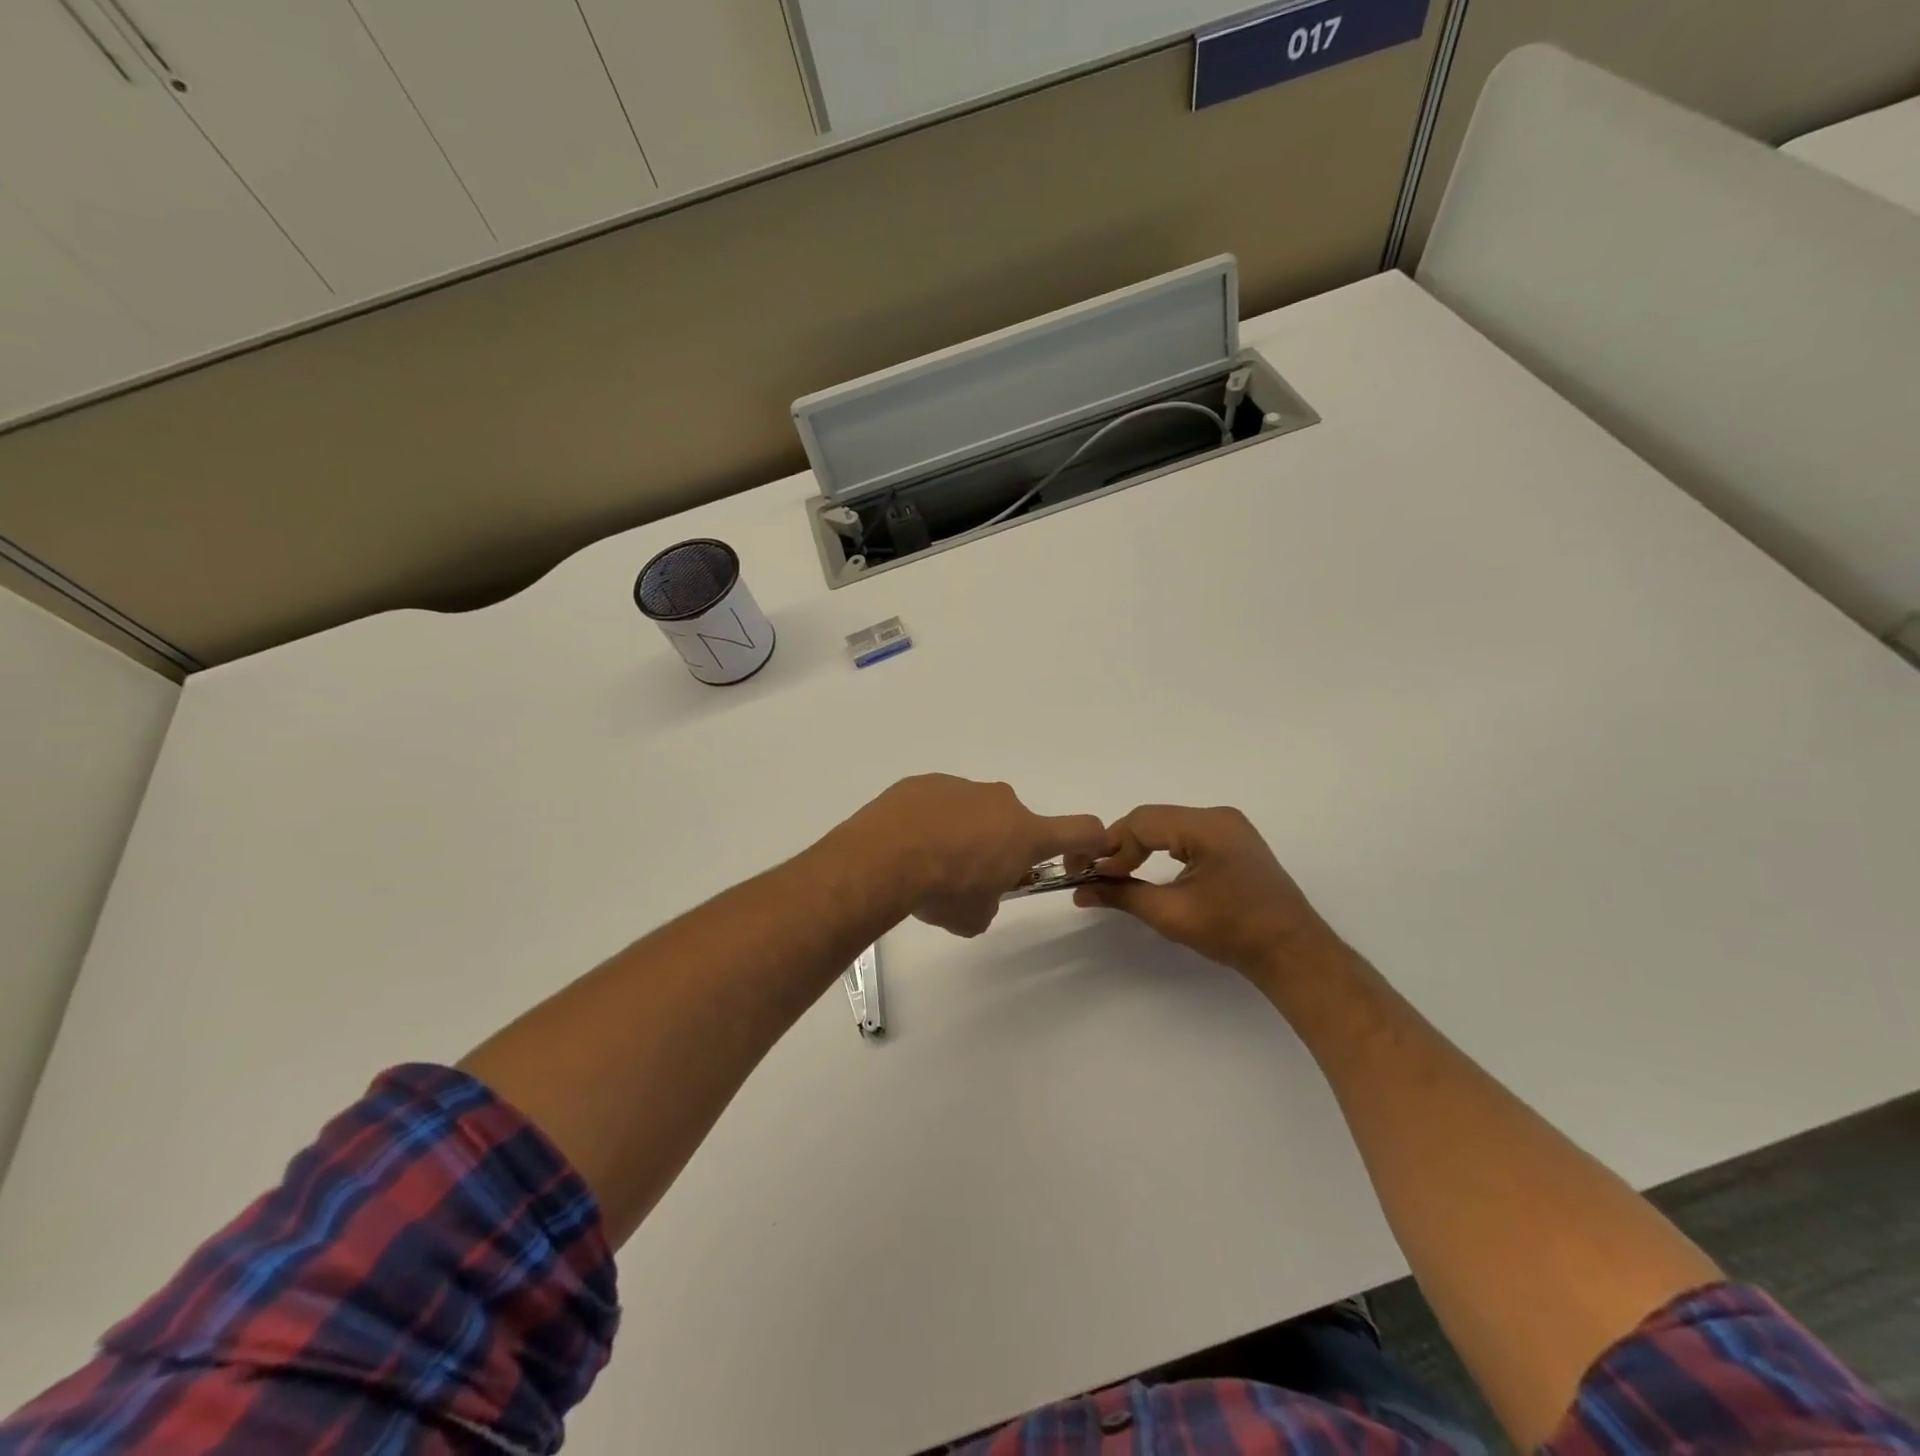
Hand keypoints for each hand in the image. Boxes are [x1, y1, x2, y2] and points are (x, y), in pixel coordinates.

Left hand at [843, 775, 1109, 936]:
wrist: (882, 857)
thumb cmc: (941, 890)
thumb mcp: (975, 917)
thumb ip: (990, 904)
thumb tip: (980, 897)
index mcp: (1024, 834)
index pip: (1081, 831)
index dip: (1089, 845)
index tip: (1077, 859)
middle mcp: (1000, 802)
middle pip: (1015, 825)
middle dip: (1002, 848)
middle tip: (970, 877)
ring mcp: (962, 787)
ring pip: (975, 812)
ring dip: (964, 834)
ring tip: (929, 862)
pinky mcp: (926, 782)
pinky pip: (941, 803)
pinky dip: (933, 821)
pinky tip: (907, 844)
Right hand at [1074, 805, 1344, 991]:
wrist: (1292, 953)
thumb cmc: (1232, 932)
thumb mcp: (1170, 914)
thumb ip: (1122, 895)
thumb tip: (1081, 891)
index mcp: (1207, 826)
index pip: (1142, 822)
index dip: (1112, 846)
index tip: (1092, 874)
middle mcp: (1218, 817)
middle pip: (1154, 819)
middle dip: (1123, 846)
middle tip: (1099, 873)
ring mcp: (1229, 827)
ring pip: (1168, 826)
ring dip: (1141, 847)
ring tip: (1120, 874)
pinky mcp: (1234, 842)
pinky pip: (1186, 834)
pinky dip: (1162, 848)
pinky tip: (1150, 869)